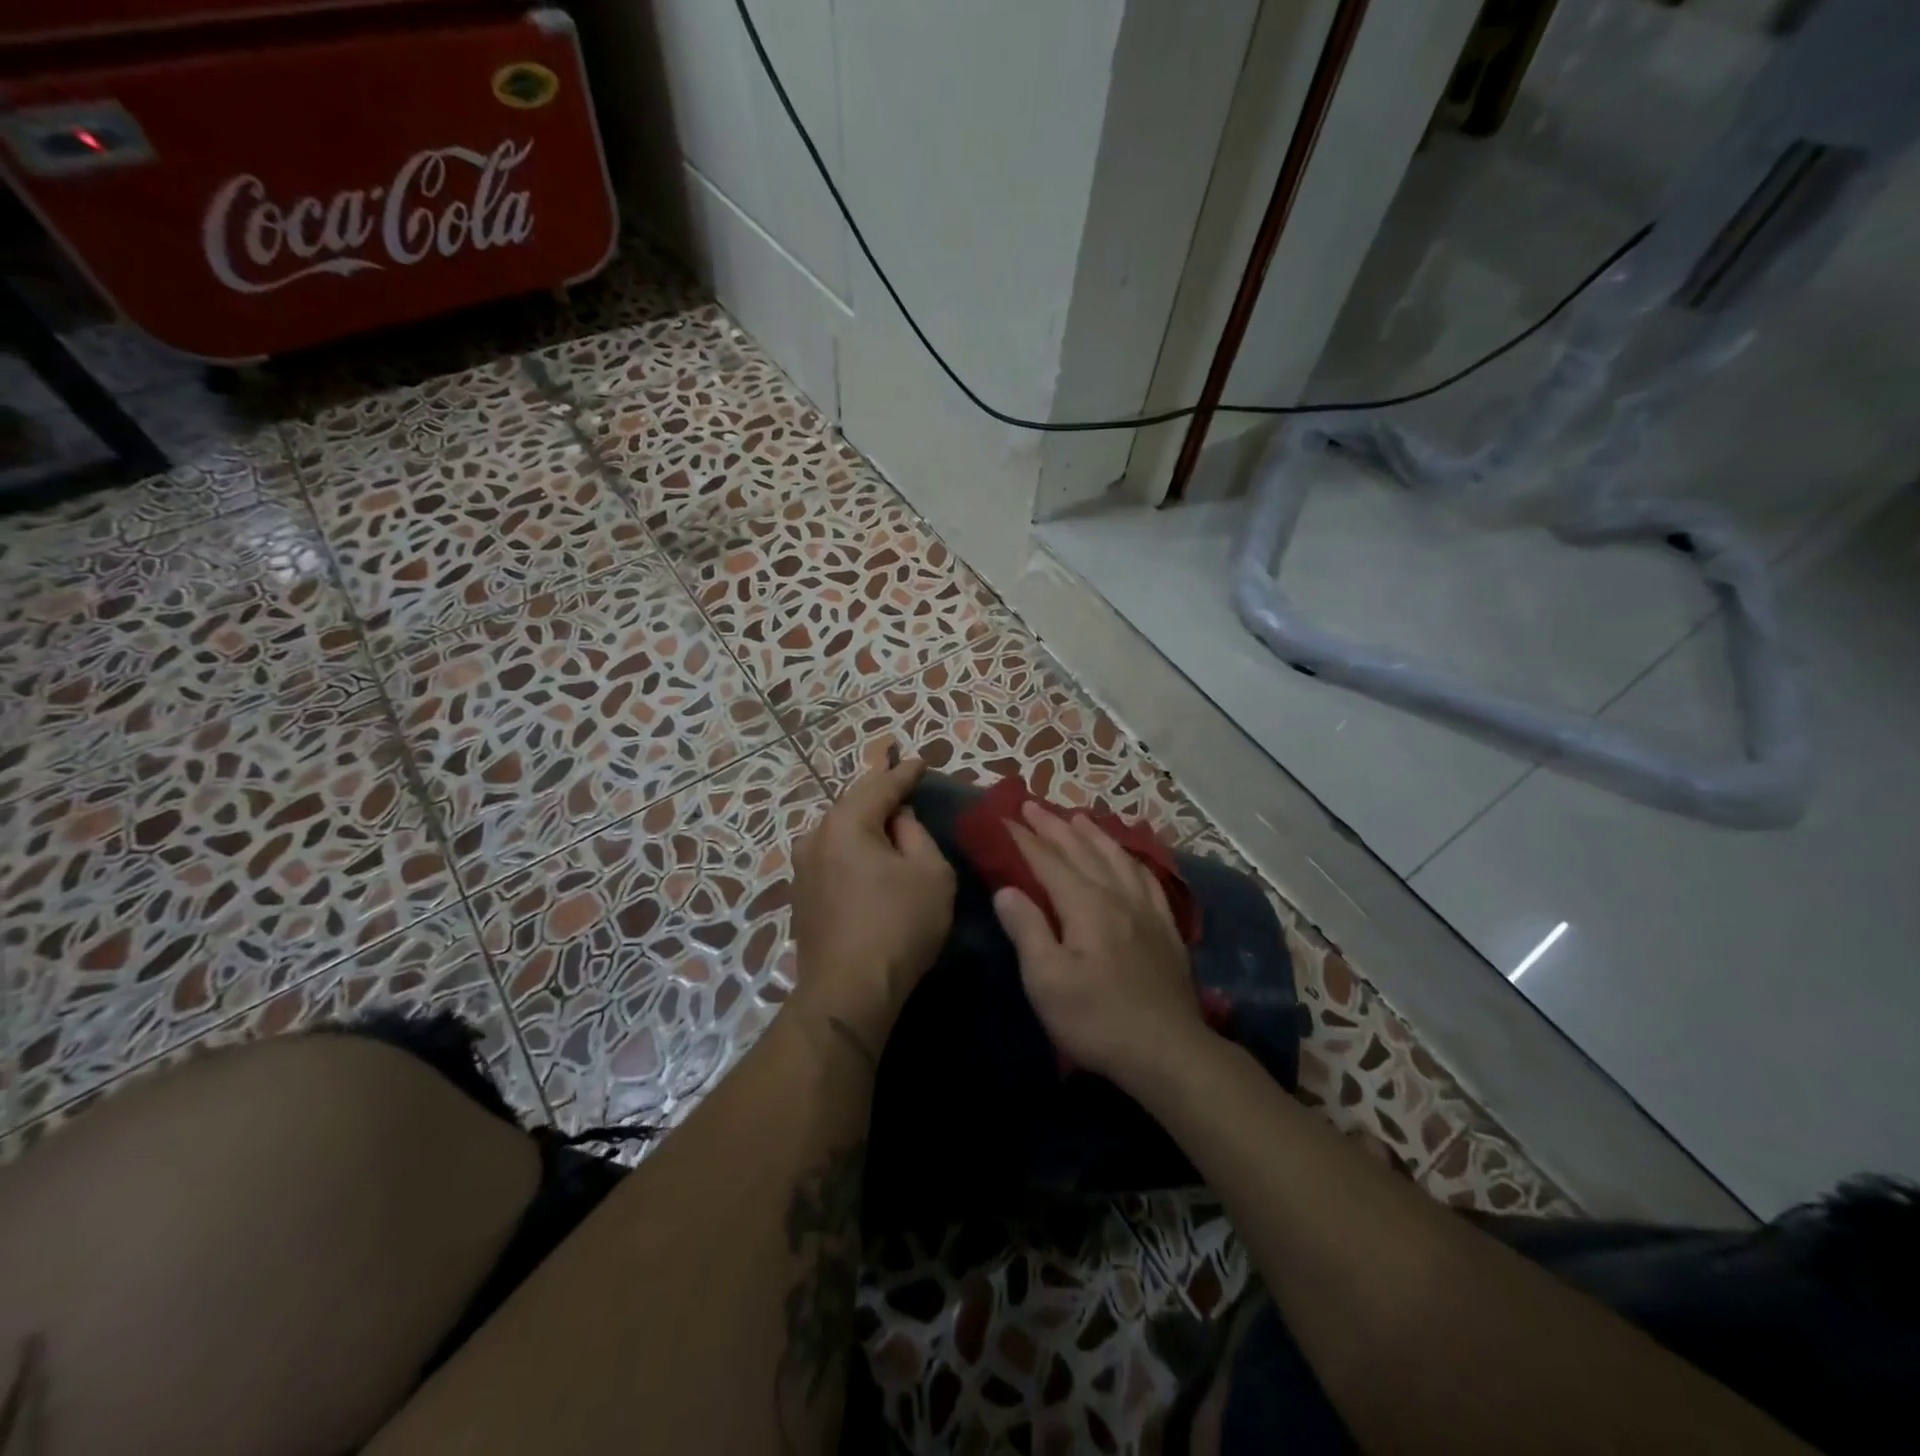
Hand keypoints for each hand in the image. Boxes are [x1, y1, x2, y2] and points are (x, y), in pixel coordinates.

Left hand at [789, 755, 955, 1056]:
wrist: (848, 992)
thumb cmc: (898, 925)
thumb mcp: (930, 872)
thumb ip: (916, 834)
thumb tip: (899, 818)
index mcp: (846, 823)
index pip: (881, 786)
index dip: (904, 773)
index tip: (920, 761)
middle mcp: (815, 837)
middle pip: (853, 804)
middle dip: (879, 792)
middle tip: (902, 781)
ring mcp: (802, 868)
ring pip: (839, 831)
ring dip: (864, 822)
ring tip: (886, 817)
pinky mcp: (801, 896)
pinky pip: (832, 856)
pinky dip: (853, 848)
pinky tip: (866, 855)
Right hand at [993, 802, 1213, 1088]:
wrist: (1168, 1051)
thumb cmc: (1097, 1019)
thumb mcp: (1047, 981)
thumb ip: (1027, 929)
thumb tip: (1006, 890)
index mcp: (1085, 905)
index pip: (1048, 861)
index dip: (1024, 839)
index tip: (1004, 818)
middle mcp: (1117, 895)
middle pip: (1082, 851)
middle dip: (1054, 826)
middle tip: (1032, 805)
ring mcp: (1146, 909)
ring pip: (1116, 857)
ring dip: (1093, 834)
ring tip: (1077, 817)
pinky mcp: (1166, 928)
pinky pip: (1147, 878)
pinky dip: (1131, 859)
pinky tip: (1128, 858)